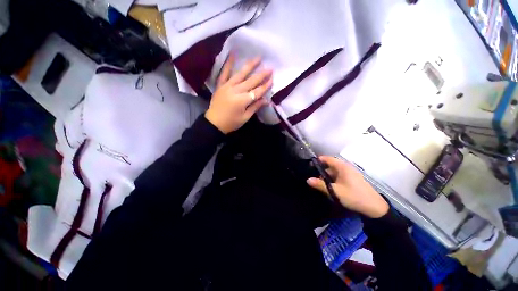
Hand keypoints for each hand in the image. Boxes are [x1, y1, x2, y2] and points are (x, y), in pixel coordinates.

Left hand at [205, 54, 272, 133]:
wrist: (214, 123)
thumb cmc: (231, 123)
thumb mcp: (245, 118)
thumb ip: (255, 107)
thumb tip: (266, 100)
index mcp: (242, 100)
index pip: (257, 92)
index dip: (265, 86)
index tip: (272, 80)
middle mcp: (235, 91)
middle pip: (251, 81)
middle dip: (261, 75)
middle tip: (270, 68)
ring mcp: (227, 86)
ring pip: (240, 74)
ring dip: (250, 66)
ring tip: (258, 58)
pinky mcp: (220, 85)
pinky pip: (224, 72)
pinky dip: (228, 63)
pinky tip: (233, 54)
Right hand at [307, 156, 388, 217]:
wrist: (374, 208)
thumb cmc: (354, 196)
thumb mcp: (335, 191)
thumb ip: (320, 185)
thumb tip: (308, 180)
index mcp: (342, 167)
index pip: (328, 159)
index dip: (318, 160)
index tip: (309, 165)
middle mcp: (346, 168)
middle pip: (330, 166)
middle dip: (321, 172)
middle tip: (314, 179)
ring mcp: (349, 174)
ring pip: (334, 172)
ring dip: (327, 177)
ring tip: (321, 185)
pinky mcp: (351, 180)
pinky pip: (338, 177)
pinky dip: (333, 180)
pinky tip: (330, 187)